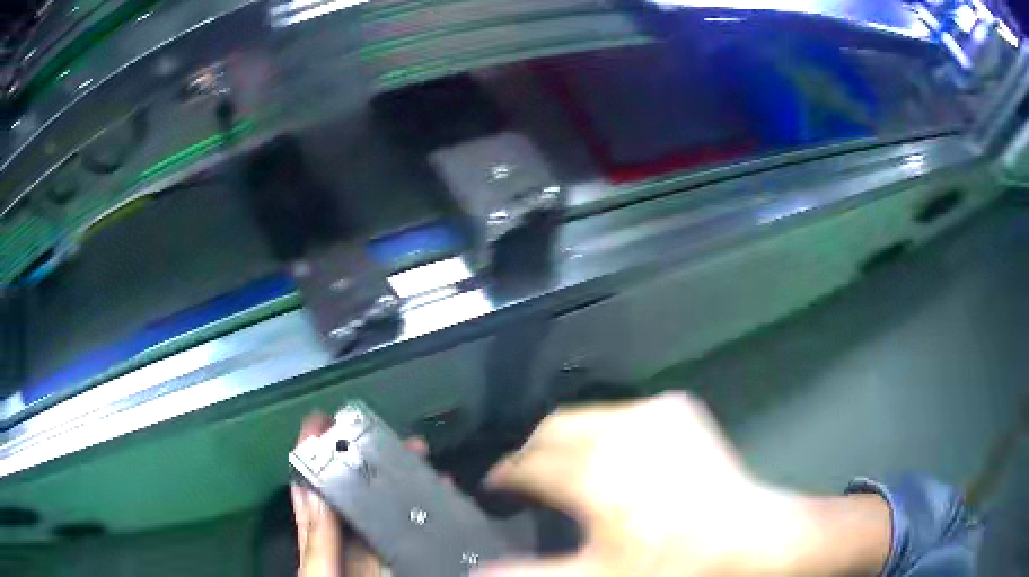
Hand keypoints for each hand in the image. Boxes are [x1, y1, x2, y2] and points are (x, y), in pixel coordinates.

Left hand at [292, 413, 430, 576]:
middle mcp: (345, 546)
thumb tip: (316, 493)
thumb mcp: (317, 574)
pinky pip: (414, 536)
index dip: (311, 458)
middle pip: (352, 498)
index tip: (319, 423)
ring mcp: (375, 557)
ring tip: (417, 457)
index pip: (310, 494)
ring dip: (399, 485)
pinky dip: (426, 515)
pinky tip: (440, 496)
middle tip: (384, 436)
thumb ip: (317, 541)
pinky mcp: (402, 564)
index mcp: (317, 544)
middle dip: (364, 464)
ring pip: (385, 514)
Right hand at [478, 392, 890, 576]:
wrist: (749, 536)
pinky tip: (619, 454)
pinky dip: (608, 430)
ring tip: (567, 466)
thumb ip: (533, 574)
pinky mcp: (678, 412)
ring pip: (587, 416)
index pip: (528, 464)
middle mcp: (617, 432)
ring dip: (568, 439)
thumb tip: (478, 572)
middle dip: (531, 450)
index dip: (505, 475)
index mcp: (593, 472)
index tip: (494, 487)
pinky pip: (625, 413)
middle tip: (526, 476)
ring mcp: (652, 416)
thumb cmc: (671, 562)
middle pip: (552, 429)